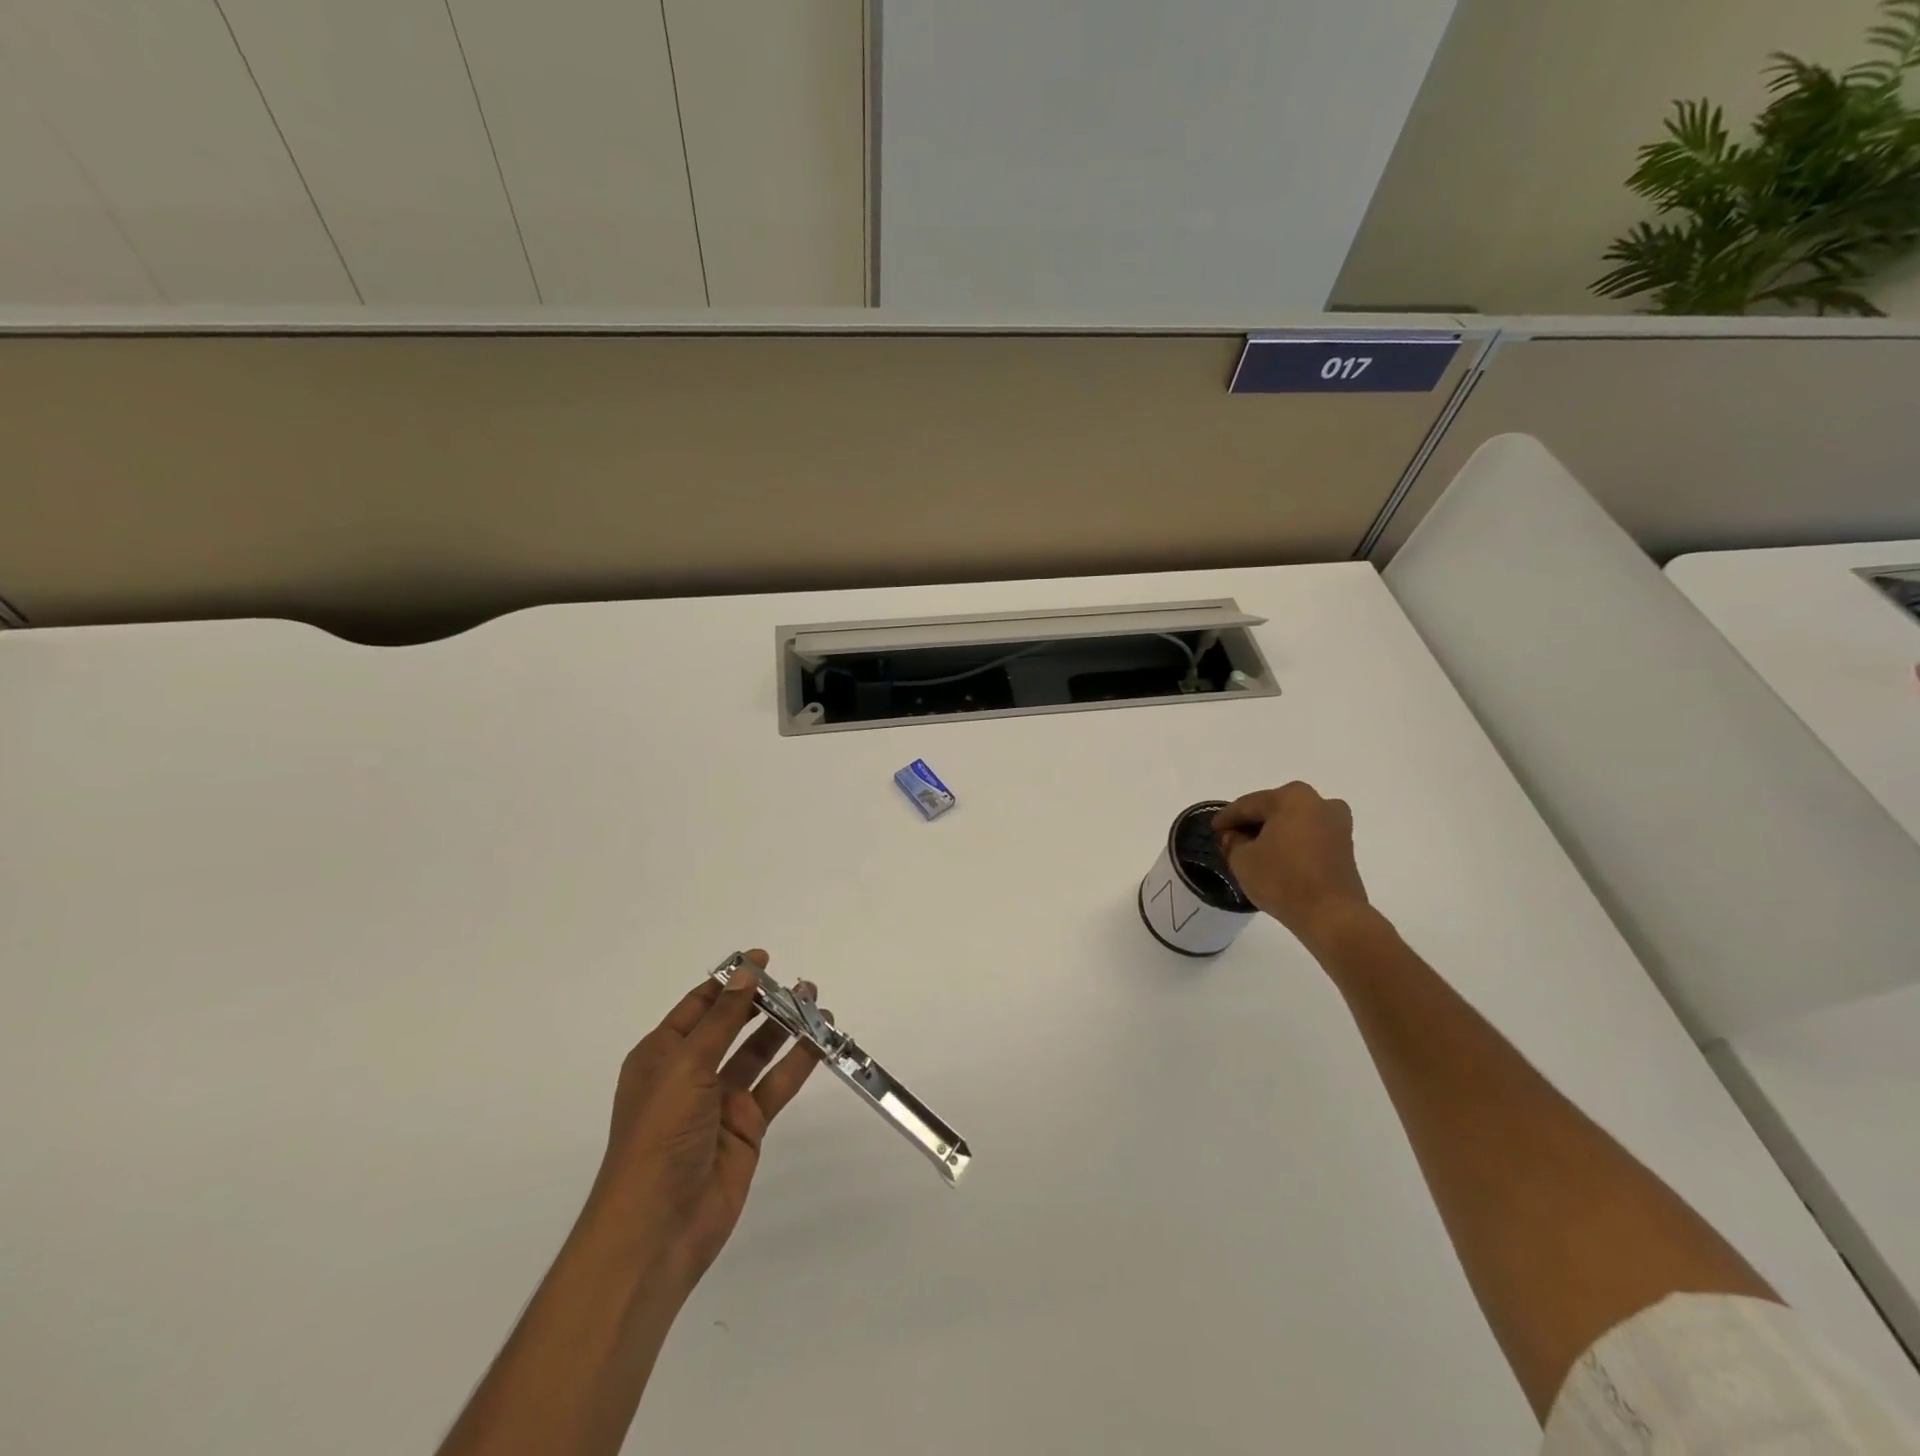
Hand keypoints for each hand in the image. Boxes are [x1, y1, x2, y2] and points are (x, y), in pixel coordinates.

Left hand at [583, 950, 824, 1296]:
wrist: (658, 1228)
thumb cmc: (659, 1135)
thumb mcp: (686, 1067)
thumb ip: (721, 1019)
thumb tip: (745, 973)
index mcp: (662, 1055)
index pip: (699, 1006)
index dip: (730, 981)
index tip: (763, 959)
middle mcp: (690, 1073)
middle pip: (732, 1026)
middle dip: (763, 1003)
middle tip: (799, 984)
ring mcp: (721, 1101)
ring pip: (759, 1053)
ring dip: (786, 1028)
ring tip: (816, 1004)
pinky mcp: (747, 1126)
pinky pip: (776, 1085)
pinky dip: (798, 1063)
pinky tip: (821, 1042)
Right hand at [1214, 783, 1369, 948]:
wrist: (1331, 915)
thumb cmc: (1282, 880)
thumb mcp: (1242, 859)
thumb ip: (1232, 841)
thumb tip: (1235, 836)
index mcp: (1292, 797)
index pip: (1248, 804)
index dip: (1227, 818)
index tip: (1213, 829)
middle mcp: (1319, 802)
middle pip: (1273, 809)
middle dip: (1252, 823)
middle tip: (1231, 838)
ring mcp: (1337, 823)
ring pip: (1293, 822)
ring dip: (1273, 832)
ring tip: (1253, 849)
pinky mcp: (1345, 846)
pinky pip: (1309, 836)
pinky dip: (1291, 842)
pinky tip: (1276, 857)